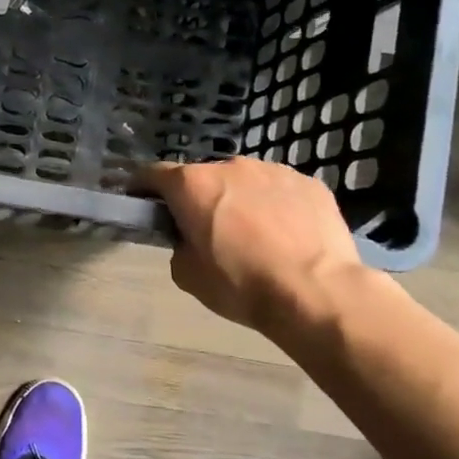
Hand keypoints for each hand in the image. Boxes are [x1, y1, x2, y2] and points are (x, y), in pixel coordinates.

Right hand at [139, 158, 366, 334]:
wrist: (316, 292)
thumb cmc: (241, 285)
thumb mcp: (188, 275)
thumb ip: (179, 246)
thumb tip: (190, 238)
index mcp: (192, 186)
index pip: (153, 174)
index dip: (142, 188)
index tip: (142, 204)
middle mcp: (230, 166)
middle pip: (202, 178)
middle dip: (198, 199)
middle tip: (207, 232)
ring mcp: (273, 170)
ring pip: (244, 182)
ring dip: (239, 200)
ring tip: (254, 236)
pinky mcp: (309, 182)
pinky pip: (280, 191)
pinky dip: (275, 206)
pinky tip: (286, 236)